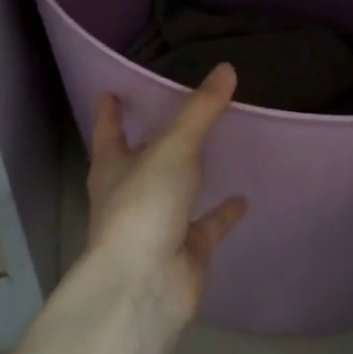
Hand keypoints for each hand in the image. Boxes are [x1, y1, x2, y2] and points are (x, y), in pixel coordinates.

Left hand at [86, 63, 247, 320]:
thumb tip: (227, 68)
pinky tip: (243, 198)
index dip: (110, 112)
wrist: (145, 285)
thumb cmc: (144, 206)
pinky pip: (207, 225)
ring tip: (216, 150)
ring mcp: (157, 224)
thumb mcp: (173, 148)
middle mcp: (130, 194)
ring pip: (175, 192)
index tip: (112, 92)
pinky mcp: (185, 250)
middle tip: (177, 114)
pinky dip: (222, 213)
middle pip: (140, 161)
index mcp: (113, 168)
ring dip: (190, 175)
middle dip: (153, 141)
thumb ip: (201, 110)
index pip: (109, 131)